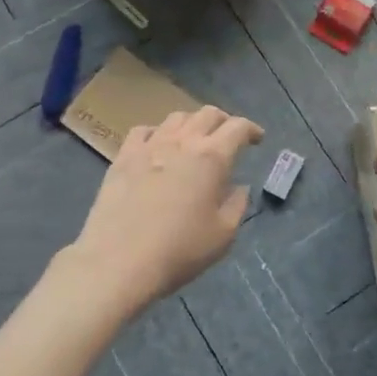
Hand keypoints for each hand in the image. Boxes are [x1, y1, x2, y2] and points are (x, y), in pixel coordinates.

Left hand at [72, 106, 262, 312]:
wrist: (118, 261)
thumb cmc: (179, 251)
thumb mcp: (223, 235)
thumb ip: (236, 205)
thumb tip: (238, 187)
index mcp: (211, 158)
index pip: (238, 128)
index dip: (252, 129)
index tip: (258, 139)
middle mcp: (182, 142)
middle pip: (207, 114)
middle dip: (224, 121)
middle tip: (229, 137)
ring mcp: (149, 146)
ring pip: (176, 117)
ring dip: (192, 123)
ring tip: (194, 139)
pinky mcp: (123, 157)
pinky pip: (143, 131)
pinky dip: (158, 132)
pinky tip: (157, 146)